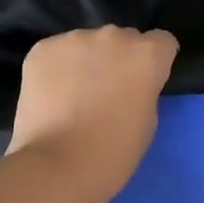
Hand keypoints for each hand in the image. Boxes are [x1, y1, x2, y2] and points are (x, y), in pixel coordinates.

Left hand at [6, 26, 178, 200]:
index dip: (154, 62)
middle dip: (118, 59)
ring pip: (86, 44)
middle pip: (122, 39)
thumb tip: (127, 83)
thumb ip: (143, 90)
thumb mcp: (146, 121)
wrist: (57, 166)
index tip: (144, 82)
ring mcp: (74, 39)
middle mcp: (113, 36)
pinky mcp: (42, 49)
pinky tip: (51, 96)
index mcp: (147, 55)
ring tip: (73, 96)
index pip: (161, 42)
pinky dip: (56, 69)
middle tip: (106, 92)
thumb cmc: (112, 153)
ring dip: (85, 61)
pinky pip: (56, 52)